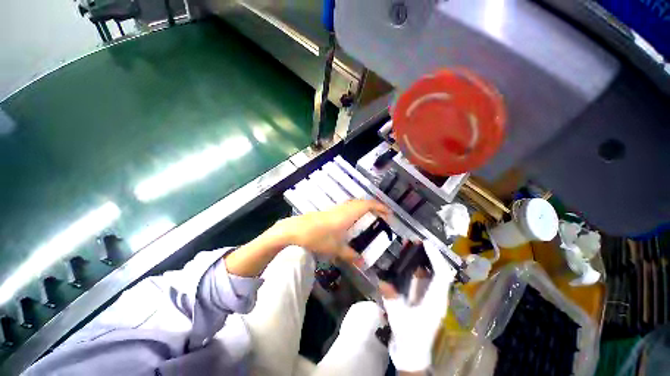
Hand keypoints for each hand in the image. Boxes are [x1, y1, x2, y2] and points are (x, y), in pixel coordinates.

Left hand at [277, 200, 389, 263]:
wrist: (294, 231)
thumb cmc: (317, 238)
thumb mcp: (335, 249)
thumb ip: (350, 255)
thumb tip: (363, 263)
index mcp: (347, 214)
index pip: (367, 205)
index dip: (379, 207)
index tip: (389, 213)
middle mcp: (342, 208)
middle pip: (361, 202)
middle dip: (373, 206)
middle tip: (381, 216)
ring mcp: (334, 209)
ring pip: (353, 204)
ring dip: (363, 208)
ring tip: (370, 217)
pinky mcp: (327, 211)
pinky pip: (346, 207)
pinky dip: (354, 210)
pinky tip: (352, 221)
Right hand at [379, 241, 456, 372]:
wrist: (412, 352)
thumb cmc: (408, 336)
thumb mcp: (398, 316)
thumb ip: (390, 296)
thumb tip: (381, 278)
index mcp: (435, 301)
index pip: (441, 275)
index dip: (435, 257)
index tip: (425, 243)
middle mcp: (437, 296)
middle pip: (439, 271)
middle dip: (430, 255)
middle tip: (417, 241)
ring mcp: (432, 297)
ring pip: (433, 273)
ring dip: (425, 259)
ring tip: (413, 246)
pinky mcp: (426, 298)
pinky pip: (425, 278)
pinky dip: (419, 267)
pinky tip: (410, 260)